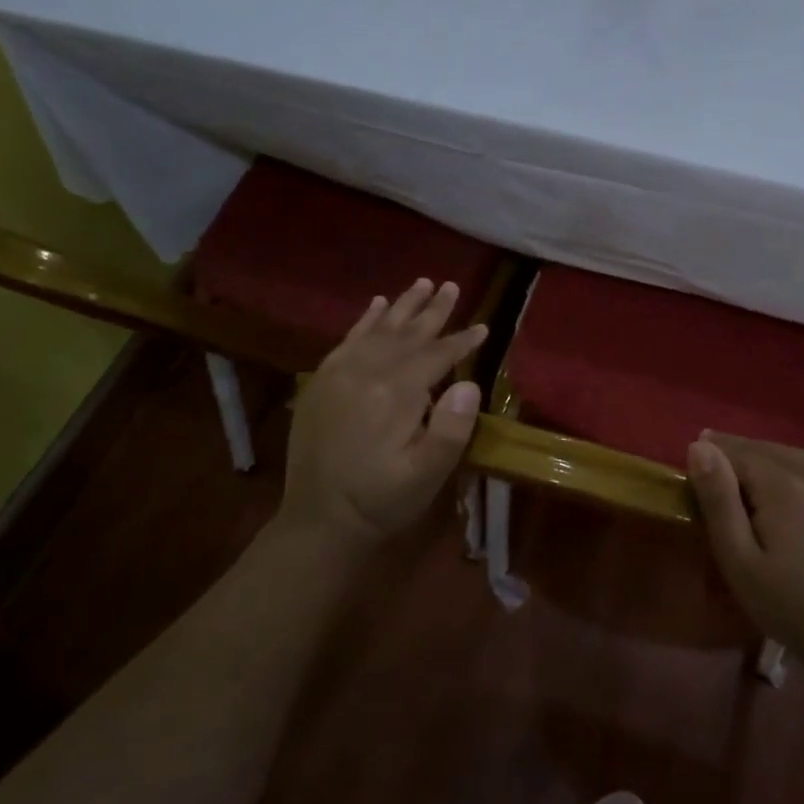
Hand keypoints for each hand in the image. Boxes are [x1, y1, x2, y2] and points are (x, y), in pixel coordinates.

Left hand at [277, 278, 487, 549]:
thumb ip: (451, 429)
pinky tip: (376, 304)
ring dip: (402, 306)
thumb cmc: (381, 500)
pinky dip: (365, 320)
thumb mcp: (427, 475)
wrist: (319, 521)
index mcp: (394, 393)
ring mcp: (339, 374)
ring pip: (378, 329)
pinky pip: (348, 339)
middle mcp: (365, 372)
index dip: (461, 340)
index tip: (483, 326)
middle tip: (453, 285)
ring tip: (422, 283)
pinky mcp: (322, 382)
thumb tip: (468, 382)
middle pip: (407, 333)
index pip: (436, 355)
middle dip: (433, 310)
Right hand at [686, 432, 803, 675]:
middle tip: (725, 470)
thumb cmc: (788, 606)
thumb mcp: (739, 561)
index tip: (700, 458)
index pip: (739, 451)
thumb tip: (700, 447)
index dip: (717, 454)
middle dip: (745, 456)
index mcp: (786, 486)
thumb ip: (718, 500)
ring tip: (761, 484)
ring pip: (802, 458)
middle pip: (771, 450)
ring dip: (778, 465)